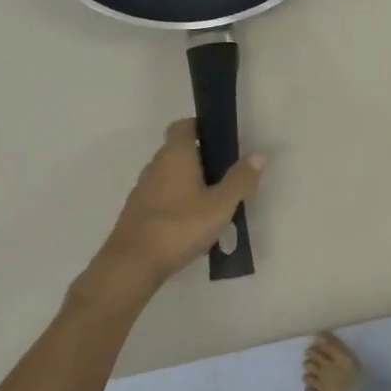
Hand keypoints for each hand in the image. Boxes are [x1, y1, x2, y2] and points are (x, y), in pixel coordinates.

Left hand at [94, 119, 264, 290]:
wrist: (132, 264)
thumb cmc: (180, 226)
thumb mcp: (220, 205)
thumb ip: (240, 180)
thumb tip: (258, 155)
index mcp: (175, 155)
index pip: (183, 126)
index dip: (200, 127)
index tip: (220, 140)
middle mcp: (155, 166)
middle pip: (177, 151)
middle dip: (200, 158)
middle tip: (225, 176)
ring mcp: (142, 190)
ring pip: (169, 175)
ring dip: (188, 182)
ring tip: (211, 202)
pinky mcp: (136, 213)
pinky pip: (160, 197)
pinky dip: (175, 202)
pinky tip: (190, 224)